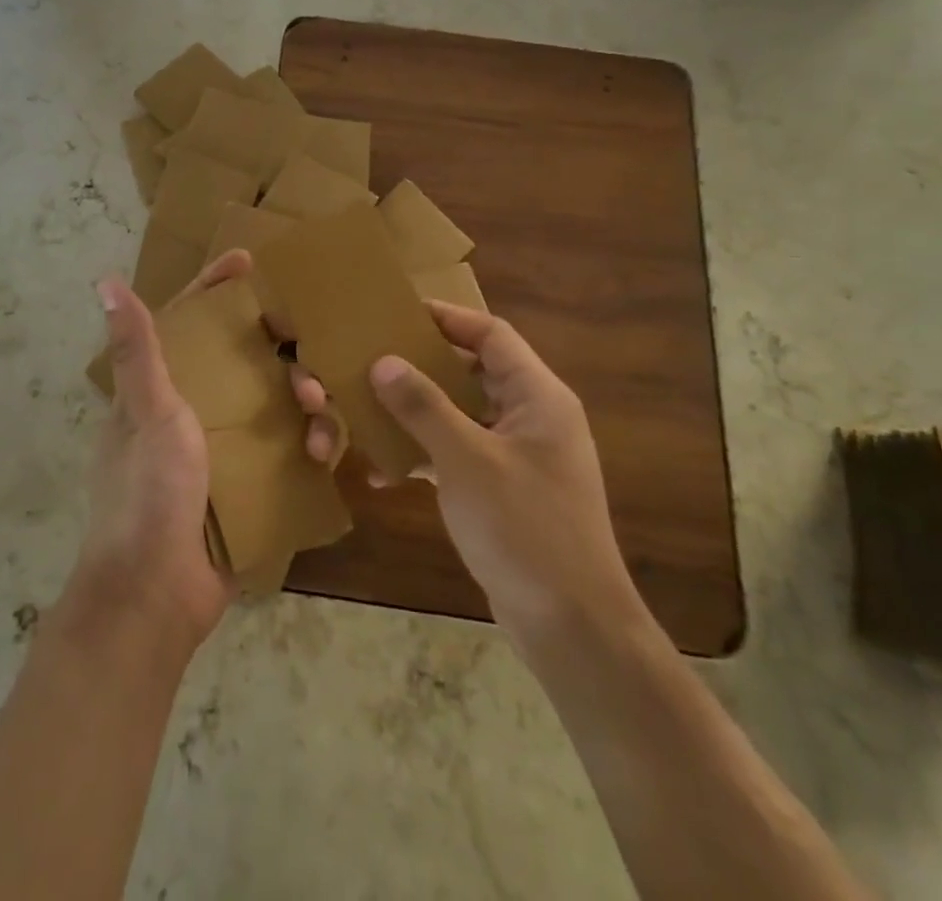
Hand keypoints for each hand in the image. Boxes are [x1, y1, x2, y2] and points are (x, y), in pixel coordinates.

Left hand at [68, 251, 337, 647]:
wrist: (155, 596)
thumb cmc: (147, 494)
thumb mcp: (147, 413)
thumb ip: (136, 350)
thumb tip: (105, 281)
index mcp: (160, 389)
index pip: (188, 321)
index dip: (215, 288)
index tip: (250, 261)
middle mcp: (190, 411)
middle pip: (242, 359)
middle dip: (278, 347)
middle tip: (308, 345)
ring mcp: (220, 450)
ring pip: (271, 403)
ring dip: (301, 398)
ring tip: (320, 408)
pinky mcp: (246, 485)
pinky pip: (286, 449)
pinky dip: (307, 445)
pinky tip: (324, 453)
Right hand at [302, 301, 643, 642]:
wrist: (573, 629)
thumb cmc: (525, 530)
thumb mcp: (467, 462)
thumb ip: (423, 407)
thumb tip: (383, 362)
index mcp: (537, 397)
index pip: (491, 335)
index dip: (447, 317)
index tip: (399, 312)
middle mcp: (532, 417)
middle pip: (472, 371)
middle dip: (422, 366)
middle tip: (373, 357)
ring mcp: (519, 456)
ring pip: (460, 414)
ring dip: (417, 413)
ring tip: (368, 408)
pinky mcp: (504, 490)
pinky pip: (458, 454)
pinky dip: (424, 455)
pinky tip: (384, 472)